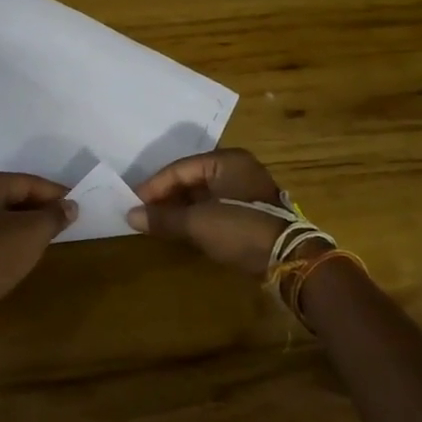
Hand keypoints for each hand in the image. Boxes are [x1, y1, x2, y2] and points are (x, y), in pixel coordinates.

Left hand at [0, 172, 74, 302]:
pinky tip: (13, 252)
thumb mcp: (34, 231)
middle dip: (36, 209)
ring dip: (19, 225)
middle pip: (8, 197)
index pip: (24, 182)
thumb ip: (54, 215)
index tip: (74, 203)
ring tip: (42, 236)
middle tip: (61, 220)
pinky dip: (0, 241)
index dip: (53, 193)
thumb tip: (70, 206)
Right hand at [127, 149, 286, 278]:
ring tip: (159, 222)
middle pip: (191, 178)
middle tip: (144, 212)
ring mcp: (247, 189)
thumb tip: (130, 216)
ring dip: (181, 207)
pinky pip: (216, 205)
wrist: (291, 260)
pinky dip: (197, 215)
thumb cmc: (240, 230)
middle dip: (167, 196)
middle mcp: (238, 167)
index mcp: (226, 160)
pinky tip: (183, 228)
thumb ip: (164, 218)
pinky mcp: (253, 210)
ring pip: (204, 193)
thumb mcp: (198, 224)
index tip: (133, 203)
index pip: (179, 168)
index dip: (154, 186)